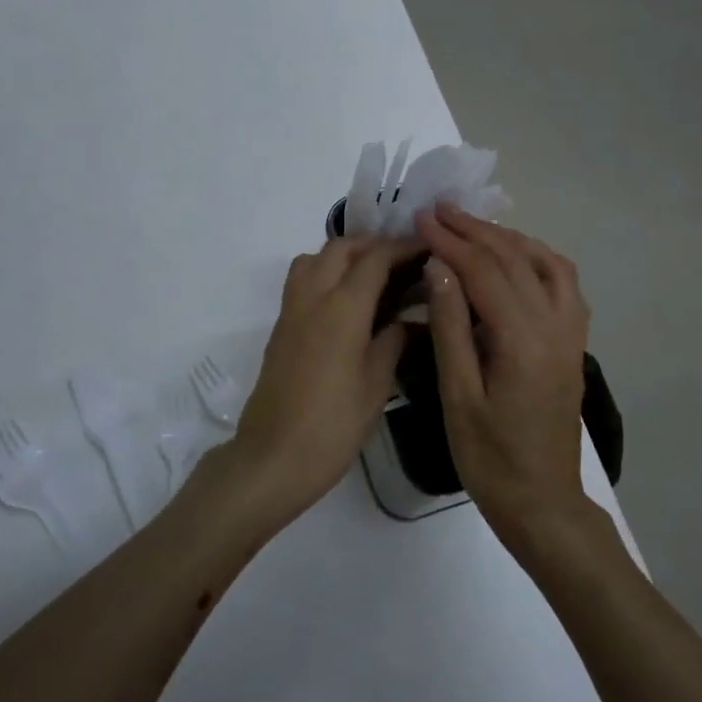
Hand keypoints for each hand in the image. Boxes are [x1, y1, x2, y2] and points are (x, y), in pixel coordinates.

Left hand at [224, 236, 422, 523]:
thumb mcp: (376, 383)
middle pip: (341, 248)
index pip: (375, 258)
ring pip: (314, 259)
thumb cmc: (333, 424)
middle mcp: (313, 297)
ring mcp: (291, 310)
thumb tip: (409, 319)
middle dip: (373, 245)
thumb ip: (393, 340)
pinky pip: (302, 281)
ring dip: (343, 256)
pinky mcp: (280, 327)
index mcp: (342, 307)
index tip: (428, 248)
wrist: (274, 456)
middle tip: (403, 263)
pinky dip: (325, 274)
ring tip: (373, 278)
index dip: (403, 247)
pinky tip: (348, 304)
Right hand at [416, 207, 591, 550]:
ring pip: (546, 263)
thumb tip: (440, 267)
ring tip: (472, 226)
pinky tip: (514, 258)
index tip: (421, 218)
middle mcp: (555, 326)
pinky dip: (537, 258)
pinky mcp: (574, 343)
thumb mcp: (457, 396)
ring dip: (508, 238)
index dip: (450, 241)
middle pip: (515, 259)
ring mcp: (571, 334)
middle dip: (475, 230)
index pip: (484, 271)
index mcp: (522, 340)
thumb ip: (451, 327)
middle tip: (439, 210)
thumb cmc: (489, 458)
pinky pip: (564, 284)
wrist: (543, 503)